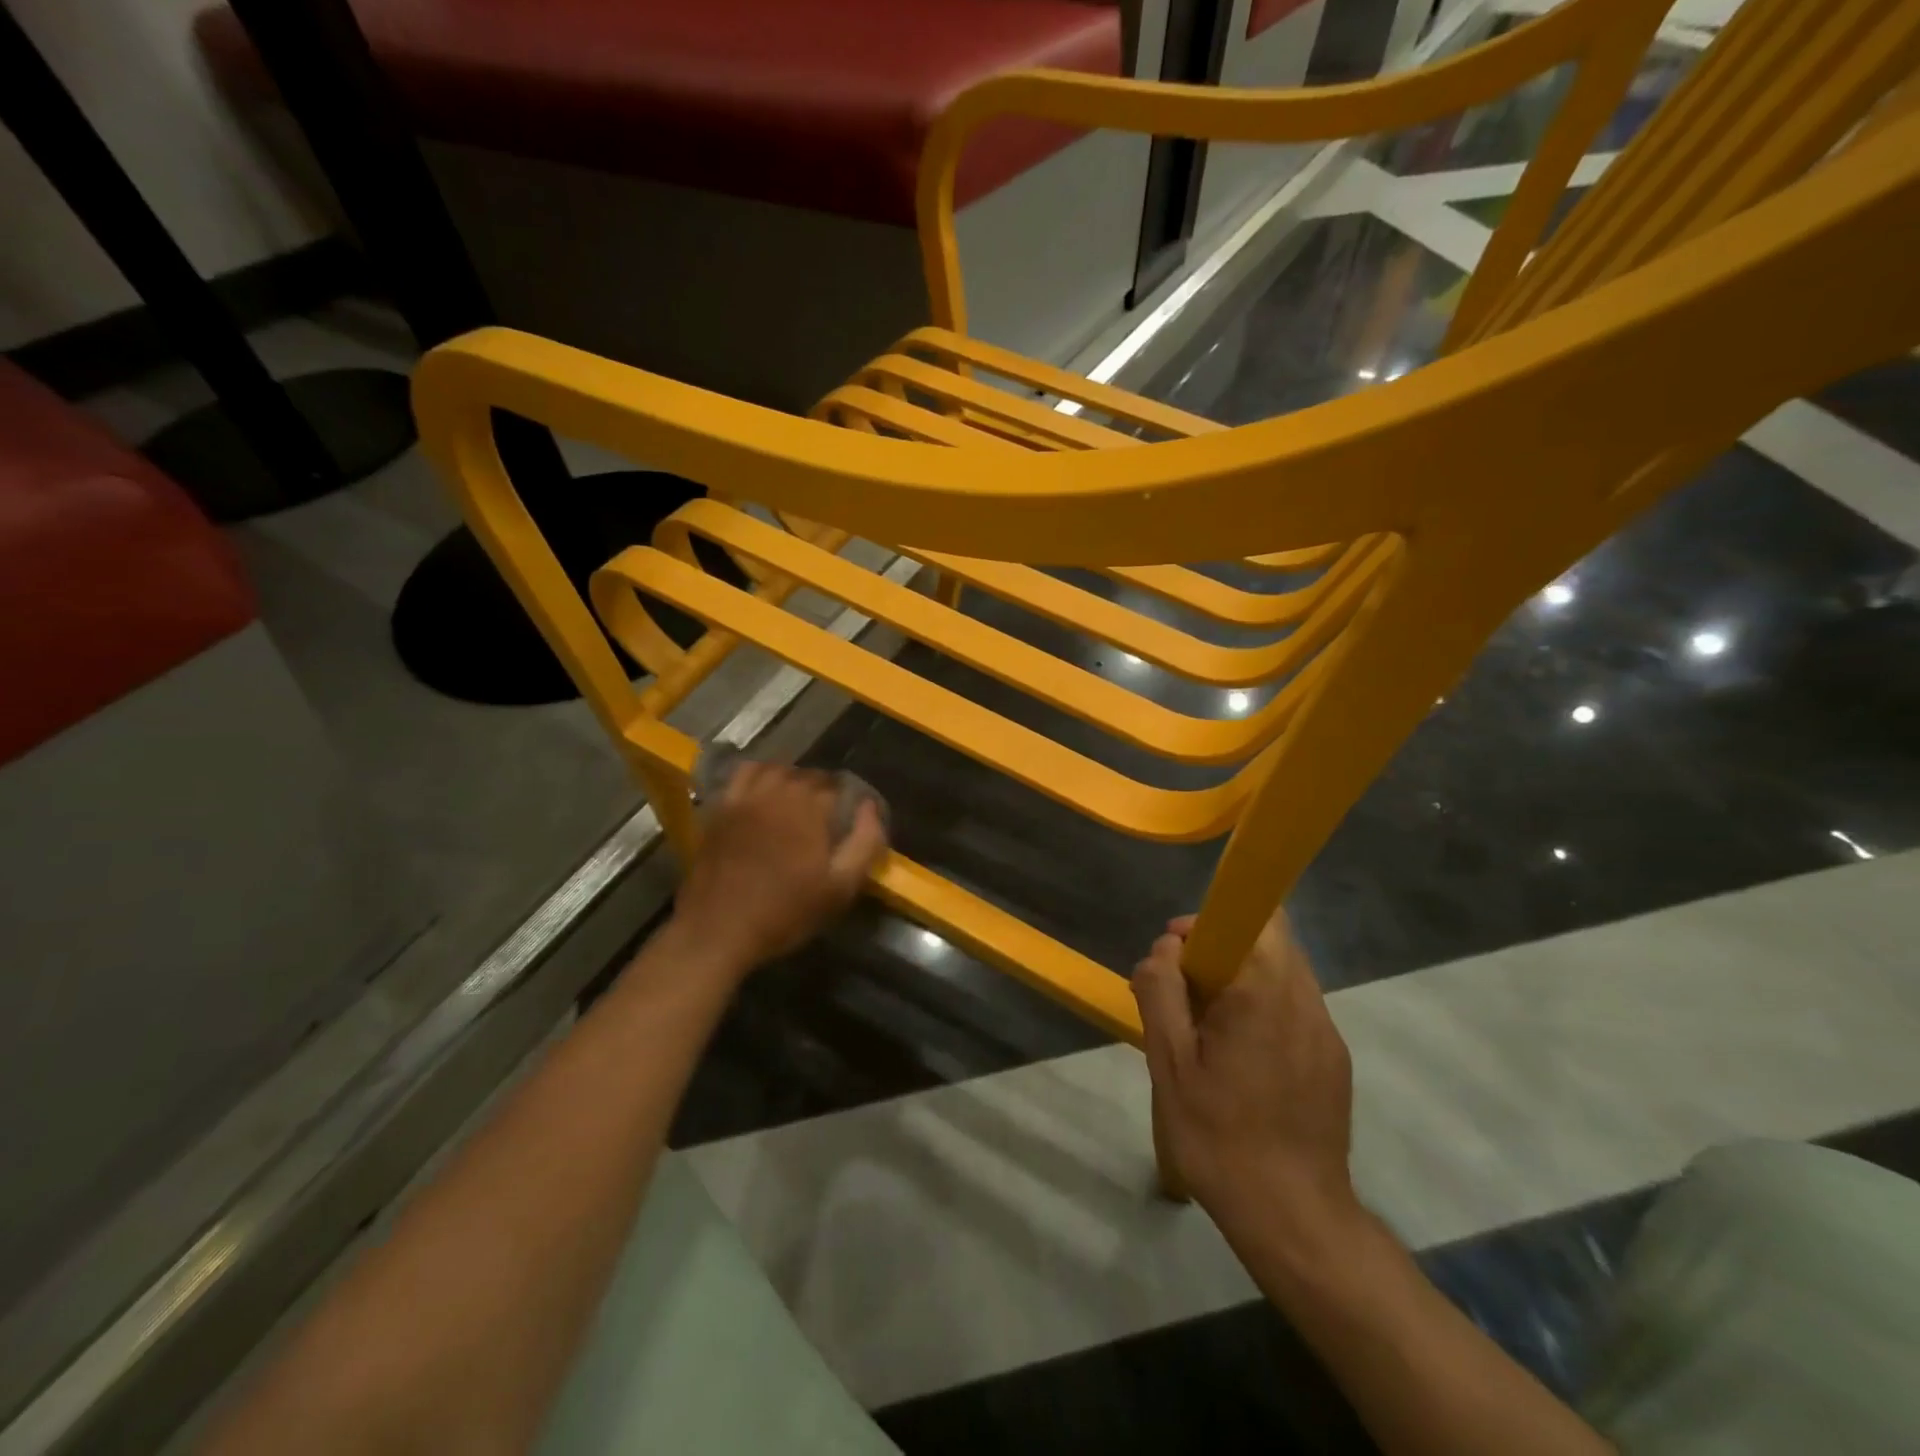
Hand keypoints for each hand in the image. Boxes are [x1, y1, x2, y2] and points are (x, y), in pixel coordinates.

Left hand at [672, 762, 887, 972]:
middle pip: (810, 776)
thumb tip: (869, 806)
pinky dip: (760, 774)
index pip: (839, 787)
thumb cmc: (785, 912)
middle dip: (824, 791)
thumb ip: (864, 842)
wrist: (719, 930)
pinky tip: (764, 791)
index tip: (852, 820)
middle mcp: (779, 791)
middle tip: (828, 818)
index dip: (849, 801)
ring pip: (778, 770)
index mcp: (811, 808)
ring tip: (799, 801)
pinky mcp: (721, 807)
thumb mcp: (840, 887)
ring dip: (794, 780)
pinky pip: (744, 774)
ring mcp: (747, 796)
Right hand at [1132, 910, 1360, 1243]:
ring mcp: (1325, 1029)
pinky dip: (1263, 1007)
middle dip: (1221, 948)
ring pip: (1282, 971)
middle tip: (1183, 992)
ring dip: (1242, 979)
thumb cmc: (1220, 1136)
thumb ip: (1161, 991)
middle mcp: (1304, 998)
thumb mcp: (1169, 1063)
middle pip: (1269, 938)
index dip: (1209, 921)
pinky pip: (1294, 1006)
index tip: (1177, 952)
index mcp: (1262, 991)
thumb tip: (1166, 950)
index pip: (1253, 915)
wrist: (1295, 1217)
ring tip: (1206, 1029)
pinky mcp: (1334, 1057)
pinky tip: (1239, 1058)